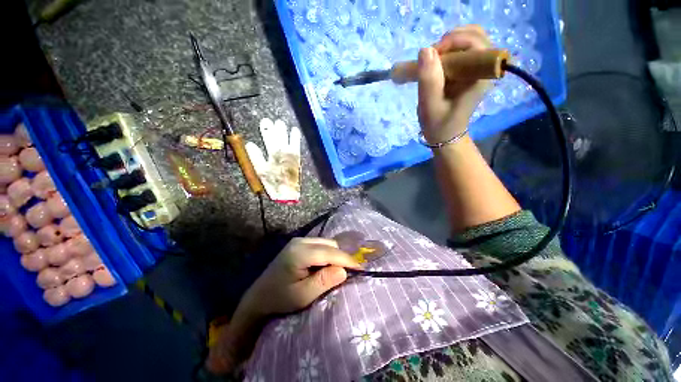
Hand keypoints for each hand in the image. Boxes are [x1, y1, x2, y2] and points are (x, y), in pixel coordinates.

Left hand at [239, 238, 360, 317]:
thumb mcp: (303, 296)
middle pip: (329, 245)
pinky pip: (320, 245)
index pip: (331, 252)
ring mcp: (299, 241)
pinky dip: (328, 254)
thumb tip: (344, 270)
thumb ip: (324, 281)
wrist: (258, 297)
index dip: (347, 260)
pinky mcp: (298, 244)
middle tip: (350, 272)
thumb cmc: (280, 299)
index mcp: (300, 253)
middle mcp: (300, 241)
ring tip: (340, 270)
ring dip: (335, 255)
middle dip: (342, 257)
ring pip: (326, 243)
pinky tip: (328, 265)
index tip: (361, 269)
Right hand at [418, 25, 491, 143]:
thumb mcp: (430, 105)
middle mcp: (484, 68)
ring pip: (469, 40)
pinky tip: (437, 64)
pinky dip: (449, 51)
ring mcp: (478, 69)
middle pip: (475, 35)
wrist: (445, 135)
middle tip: (431, 58)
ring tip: (433, 61)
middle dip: (450, 40)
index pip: (476, 43)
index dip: (453, 42)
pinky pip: (463, 50)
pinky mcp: (470, 71)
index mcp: (480, 76)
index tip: (432, 56)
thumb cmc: (438, 124)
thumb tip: (425, 50)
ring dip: (449, 45)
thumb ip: (429, 80)